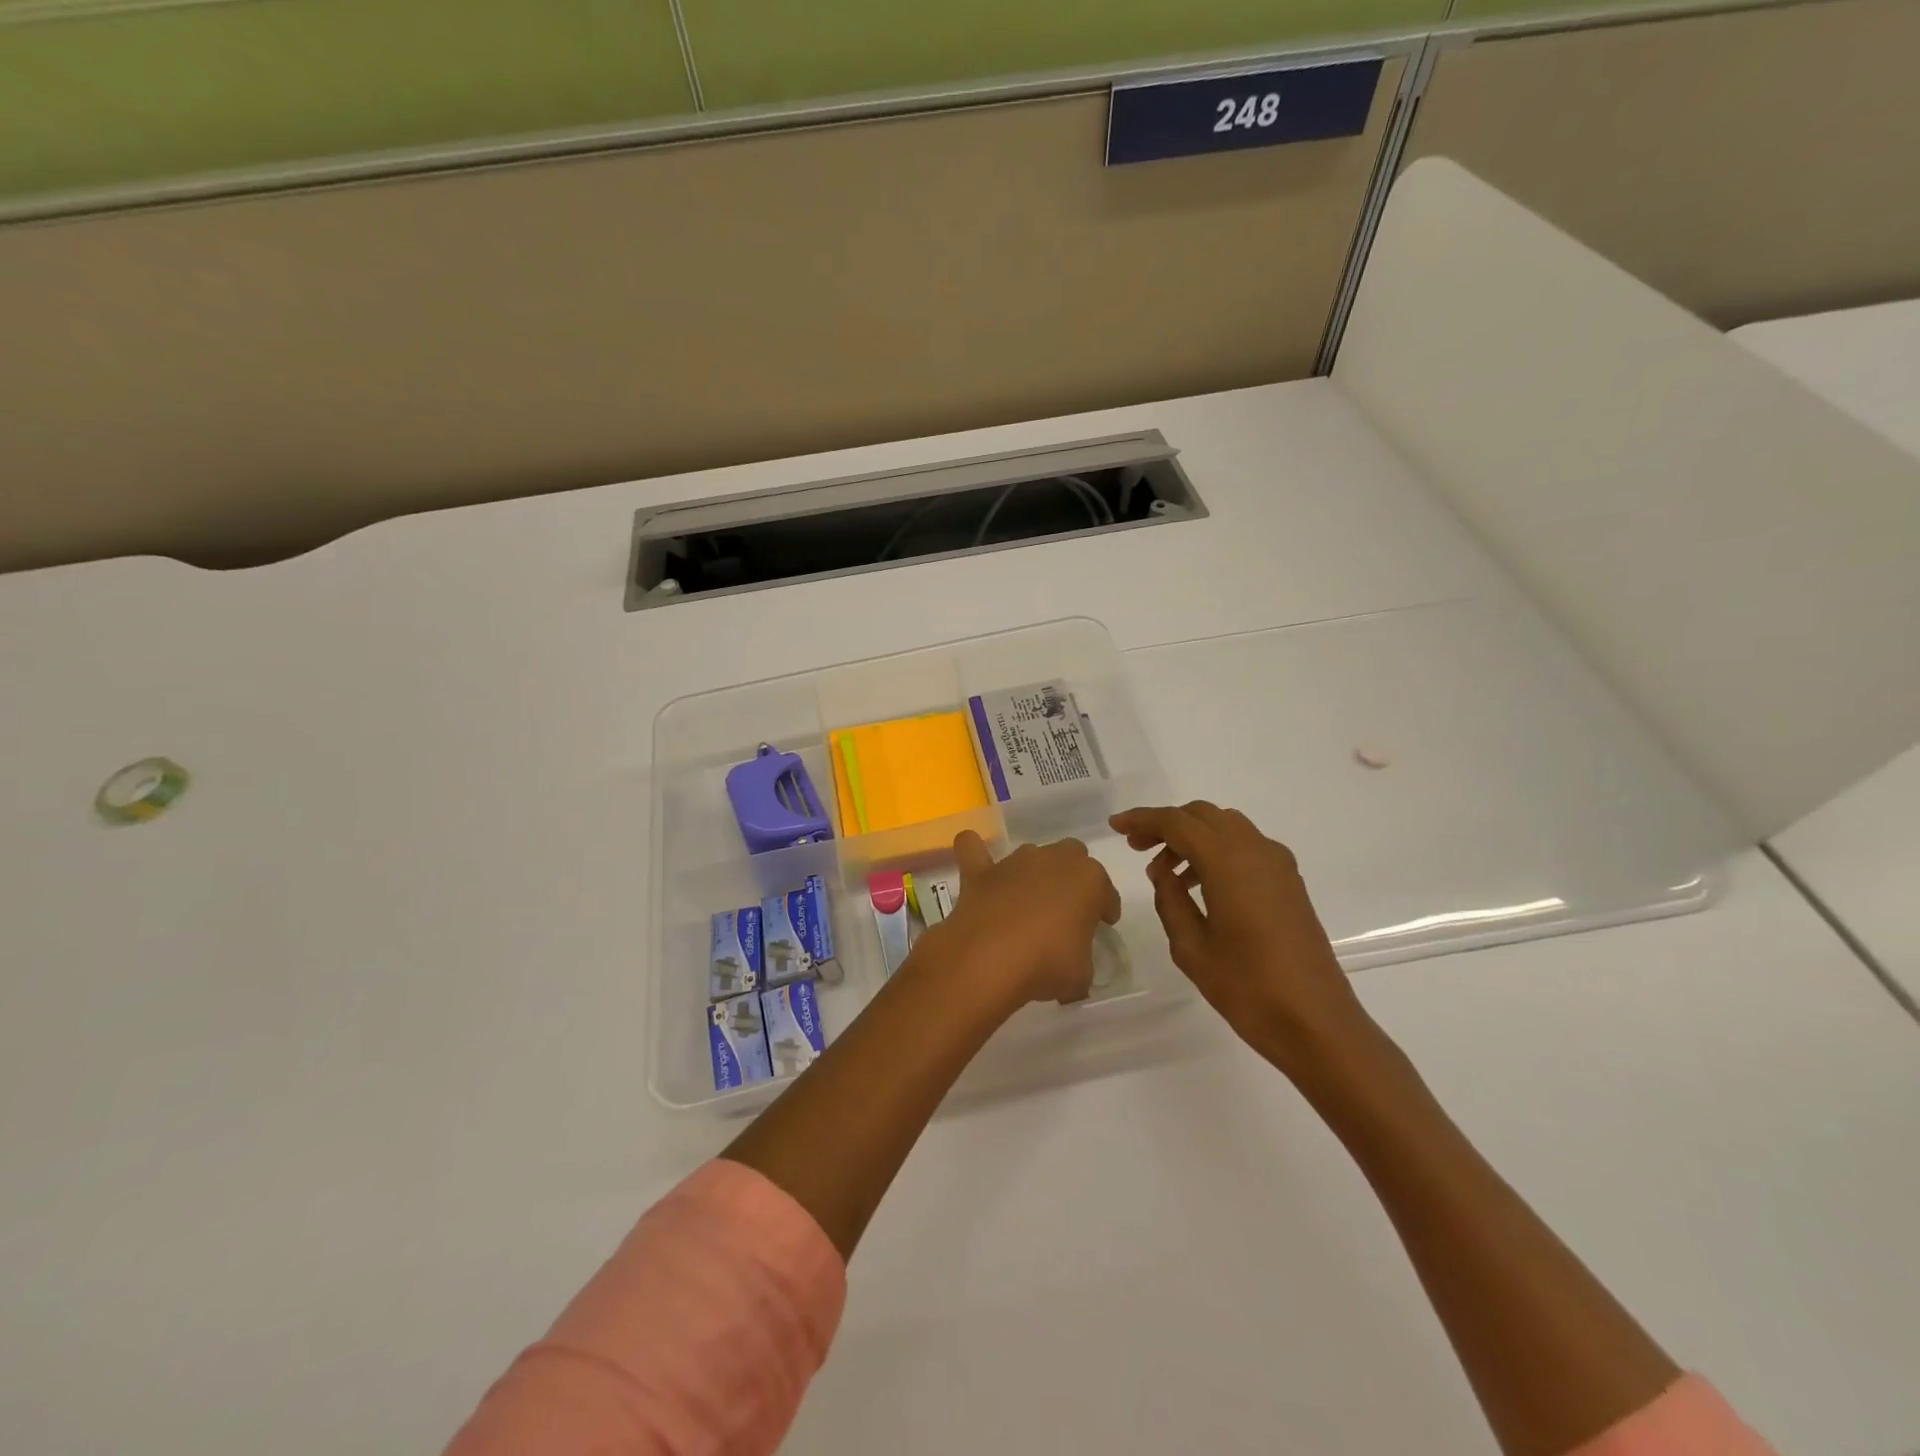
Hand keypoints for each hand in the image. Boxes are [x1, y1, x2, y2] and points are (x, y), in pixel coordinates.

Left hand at [928, 831, 1122, 1010]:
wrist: (989, 959)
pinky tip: (980, 869)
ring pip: (1031, 854)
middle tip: (1067, 909)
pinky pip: (973, 848)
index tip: (1102, 925)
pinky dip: (976, 853)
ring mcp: (1014, 862)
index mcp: (1088, 879)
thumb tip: (1072, 969)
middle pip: (1072, 856)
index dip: (1106, 909)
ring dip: (1034, 873)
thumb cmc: (1047, 964)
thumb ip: (1081, 961)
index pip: (1106, 891)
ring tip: (1029, 902)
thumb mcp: (1081, 974)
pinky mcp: (980, 872)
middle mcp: (1053, 859)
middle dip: (1072, 877)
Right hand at [1110, 802, 1380, 1083]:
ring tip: (1166, 872)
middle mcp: (1256, 850)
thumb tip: (1163, 871)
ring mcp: (1278, 864)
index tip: (1116, 827)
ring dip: (1192, 836)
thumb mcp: (1191, 948)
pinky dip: (1216, 850)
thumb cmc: (1248, 988)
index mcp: (1228, 862)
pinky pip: (1245, 846)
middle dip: (1167, 824)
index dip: (1143, 820)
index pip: (1177, 822)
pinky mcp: (1289, 882)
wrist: (1317, 1023)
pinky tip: (1200, 884)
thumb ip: (1170, 900)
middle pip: (1203, 815)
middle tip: (1137, 848)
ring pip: (1226, 826)